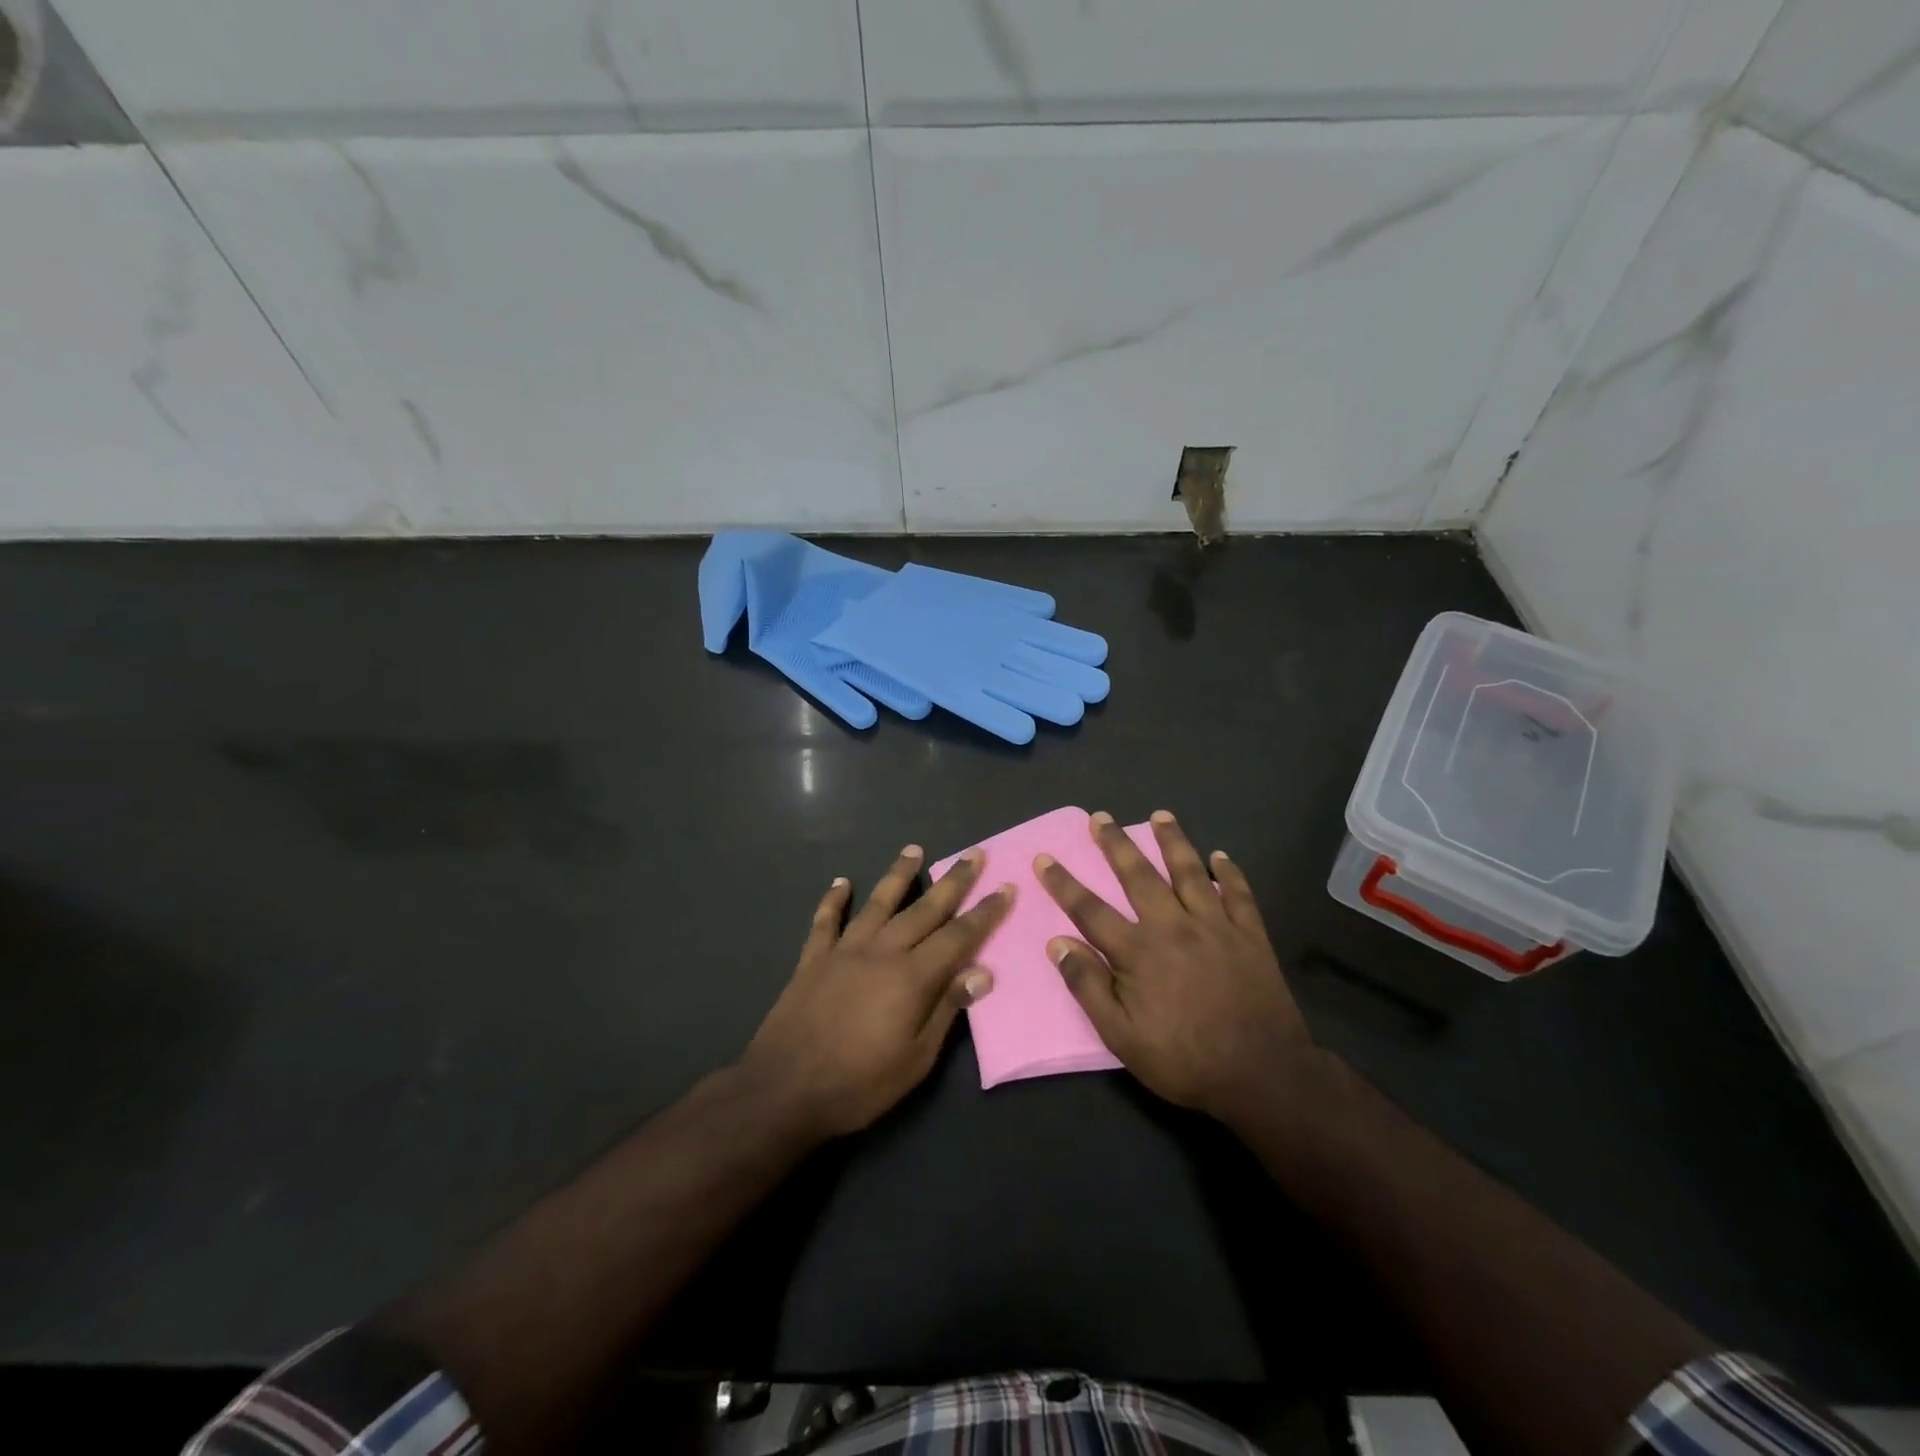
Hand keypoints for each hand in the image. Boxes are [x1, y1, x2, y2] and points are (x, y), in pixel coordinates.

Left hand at [741, 845, 1012, 1137]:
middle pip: (924, 909)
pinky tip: (842, 882)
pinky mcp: (812, 959)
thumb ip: (947, 1010)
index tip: (1005, 888)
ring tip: (914, 849)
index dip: (985, 913)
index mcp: (911, 977)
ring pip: (878, 903)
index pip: (958, 936)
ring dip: (898, 875)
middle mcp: (881, 952)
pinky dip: (834, 900)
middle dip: (953, 881)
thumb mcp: (915, 1059)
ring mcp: (844, 951)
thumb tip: (982, 972)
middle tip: (973, 854)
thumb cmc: (858, 1084)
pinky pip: (825, 921)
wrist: (783, 1090)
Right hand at [1035, 810, 1313, 1122]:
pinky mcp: (1250, 936)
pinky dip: (1229, 873)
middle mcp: (1173, 927)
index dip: (1064, 884)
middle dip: (1115, 845)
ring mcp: (1215, 927)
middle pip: (1138, 876)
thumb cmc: (1185, 1060)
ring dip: (1173, 841)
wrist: (1263, 1075)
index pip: (1090, 910)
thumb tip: (1057, 943)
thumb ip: (1088, 987)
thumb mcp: (1122, 1036)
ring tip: (1160, 816)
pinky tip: (1221, 857)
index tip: (1044, 858)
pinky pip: (1238, 895)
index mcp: (1138, 952)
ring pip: (1189, 873)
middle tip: (1100, 817)